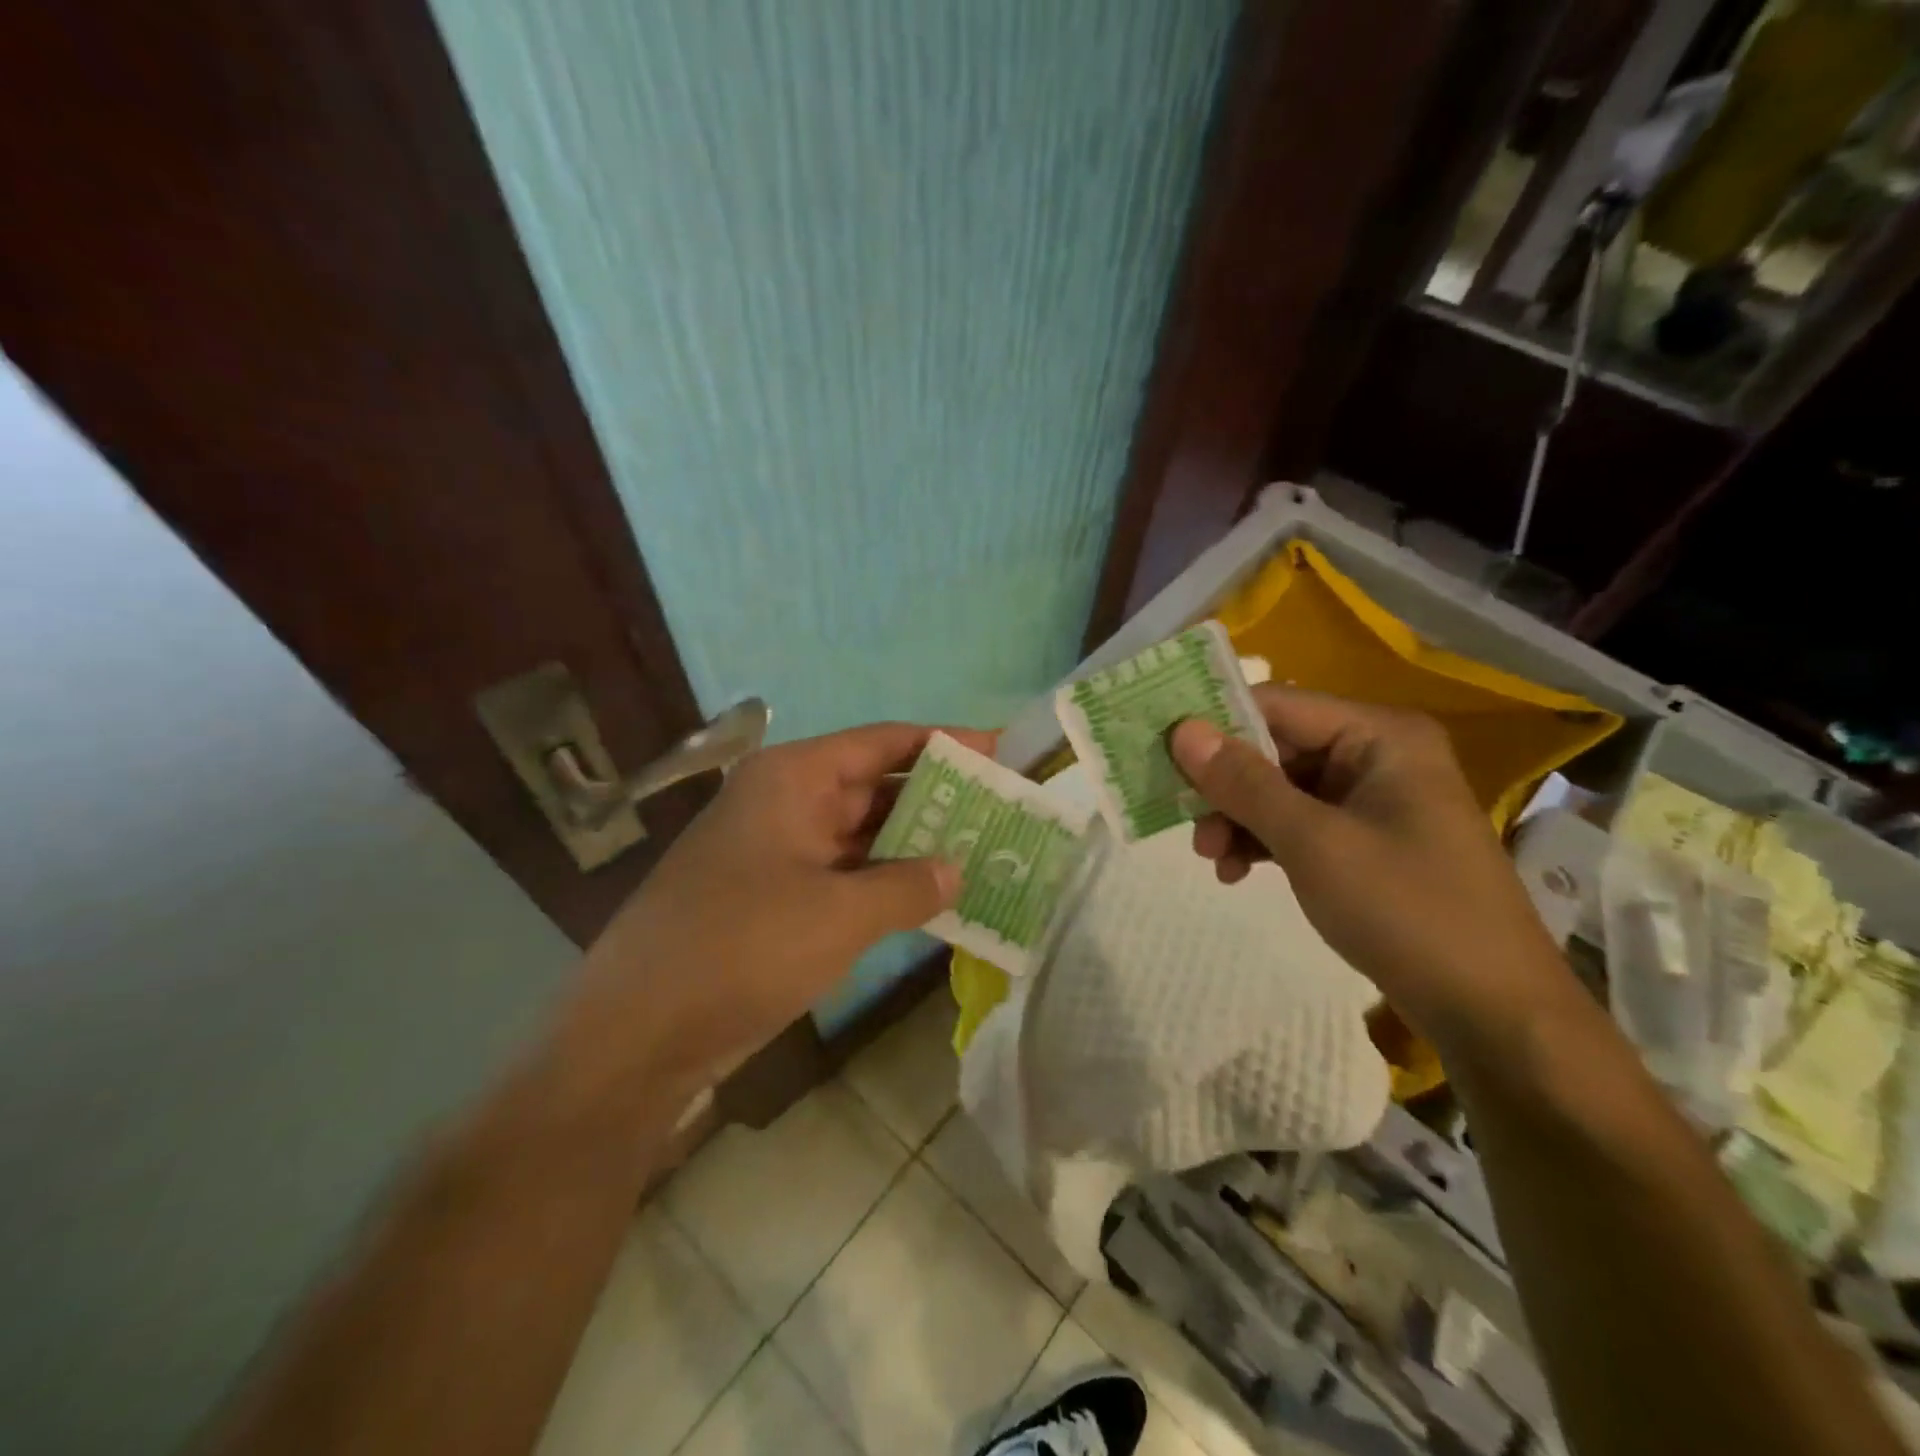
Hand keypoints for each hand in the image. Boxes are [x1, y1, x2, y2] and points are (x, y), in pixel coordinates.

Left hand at [567, 722, 990, 1090]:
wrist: (640, 1033)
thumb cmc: (742, 948)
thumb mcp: (840, 914)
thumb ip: (908, 885)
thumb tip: (955, 869)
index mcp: (793, 778)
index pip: (881, 742)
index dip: (942, 743)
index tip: (998, 752)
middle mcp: (785, 802)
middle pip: (874, 786)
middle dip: (936, 800)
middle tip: (1002, 812)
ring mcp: (778, 851)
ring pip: (861, 835)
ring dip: (914, 846)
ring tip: (983, 854)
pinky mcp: (775, 897)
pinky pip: (844, 876)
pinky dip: (885, 883)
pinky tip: (932, 899)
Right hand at [1168, 689, 1565, 1043]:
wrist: (1493, 1011)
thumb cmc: (1406, 909)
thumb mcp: (1312, 841)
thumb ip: (1243, 782)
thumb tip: (1180, 730)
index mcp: (1378, 736)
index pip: (1277, 705)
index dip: (1215, 724)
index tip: (1160, 751)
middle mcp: (1376, 755)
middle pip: (1275, 749)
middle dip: (1224, 785)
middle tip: (1181, 818)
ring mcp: (1372, 800)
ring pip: (1281, 790)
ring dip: (1238, 819)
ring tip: (1209, 858)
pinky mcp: (1366, 840)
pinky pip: (1299, 823)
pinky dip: (1264, 842)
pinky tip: (1236, 872)